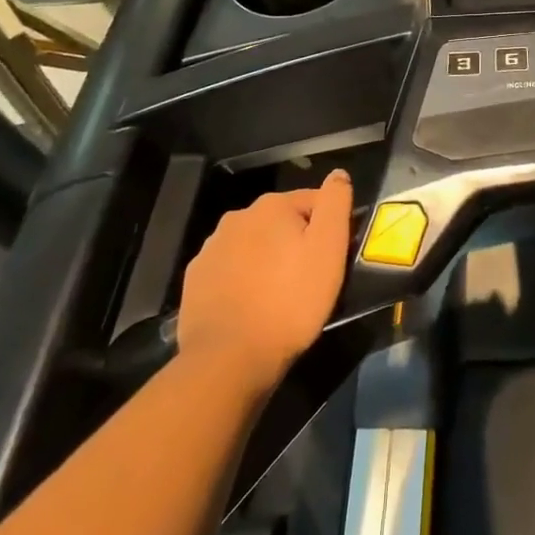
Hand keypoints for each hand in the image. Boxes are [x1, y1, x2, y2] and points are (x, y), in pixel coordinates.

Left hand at [176, 169, 352, 386]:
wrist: (229, 359)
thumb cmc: (290, 301)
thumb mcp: (329, 249)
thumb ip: (335, 203)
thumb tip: (339, 174)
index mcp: (272, 206)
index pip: (315, 201)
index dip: (330, 227)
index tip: (335, 257)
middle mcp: (237, 218)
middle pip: (282, 222)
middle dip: (297, 242)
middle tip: (310, 278)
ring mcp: (211, 249)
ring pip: (254, 245)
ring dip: (269, 259)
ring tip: (280, 295)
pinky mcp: (195, 280)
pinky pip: (231, 269)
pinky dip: (244, 279)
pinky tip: (252, 305)